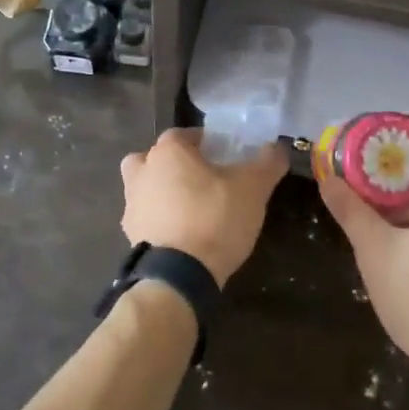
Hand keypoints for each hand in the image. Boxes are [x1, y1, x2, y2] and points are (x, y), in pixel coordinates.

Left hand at [120, 130, 286, 285]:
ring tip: (191, 208)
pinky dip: (159, 220)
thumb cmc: (215, 218)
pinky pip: (146, 216)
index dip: (207, 143)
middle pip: (158, 157)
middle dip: (177, 164)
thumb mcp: (253, 188)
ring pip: (146, 186)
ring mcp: (131, 203)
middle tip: (204, 180)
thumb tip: (277, 147)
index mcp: (168, 151)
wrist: (178, 275)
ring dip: (163, 191)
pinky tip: (182, 234)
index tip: (225, 157)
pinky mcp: (130, 233)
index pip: (186, 134)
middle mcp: (142, 170)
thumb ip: (267, 163)